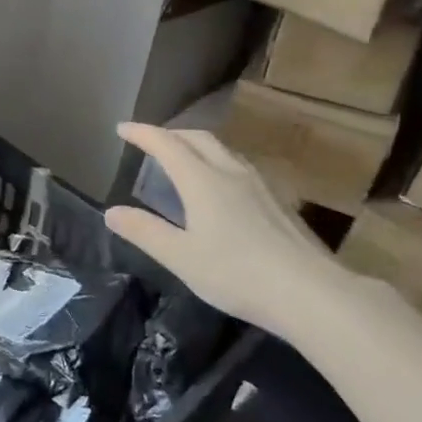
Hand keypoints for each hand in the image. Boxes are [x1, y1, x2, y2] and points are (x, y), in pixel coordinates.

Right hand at [104, 123, 351, 344]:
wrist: (310, 292)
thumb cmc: (237, 274)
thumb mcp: (181, 257)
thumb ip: (145, 232)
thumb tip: (111, 212)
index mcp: (203, 181)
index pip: (167, 145)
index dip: (142, 134)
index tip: (122, 129)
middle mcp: (231, 173)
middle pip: (198, 139)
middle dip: (171, 134)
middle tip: (150, 142)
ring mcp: (260, 185)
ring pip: (223, 150)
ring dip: (196, 146)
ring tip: (182, 160)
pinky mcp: (278, 201)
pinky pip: (239, 166)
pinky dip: (217, 162)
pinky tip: (221, 187)